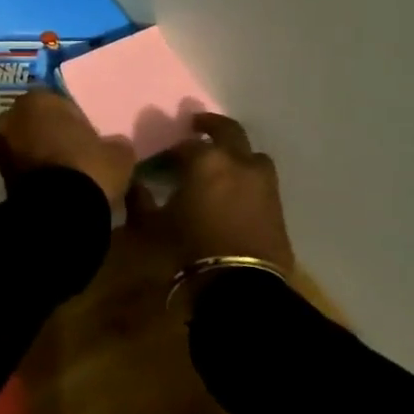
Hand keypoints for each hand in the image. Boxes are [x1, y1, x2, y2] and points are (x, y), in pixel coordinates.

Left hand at [0, 91, 135, 209]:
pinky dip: (32, 173)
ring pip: (23, 144)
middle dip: (49, 133)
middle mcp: (11, 117)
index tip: (86, 134)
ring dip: (38, 153)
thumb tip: (115, 146)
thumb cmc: (87, 167)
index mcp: (37, 100)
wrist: (58, 210)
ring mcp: (0, 147)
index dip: (72, 118)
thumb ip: (113, 143)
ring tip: (62, 173)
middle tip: (72, 152)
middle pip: (34, 121)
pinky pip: (19, 167)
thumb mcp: (117, 152)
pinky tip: (51, 186)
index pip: (56, 101)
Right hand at [127, 113, 294, 272]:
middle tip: (197, 126)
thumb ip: (140, 199)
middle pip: (228, 130)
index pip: (185, 144)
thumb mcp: (151, 225)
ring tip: (223, 164)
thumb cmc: (189, 249)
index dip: (171, 150)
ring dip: (237, 153)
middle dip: (211, 126)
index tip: (161, 159)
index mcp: (205, 160)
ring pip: (251, 154)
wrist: (240, 287)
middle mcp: (238, 162)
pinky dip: (247, 179)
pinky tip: (234, 193)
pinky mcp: (278, 206)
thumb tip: (135, 184)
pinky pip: (261, 181)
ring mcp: (263, 183)